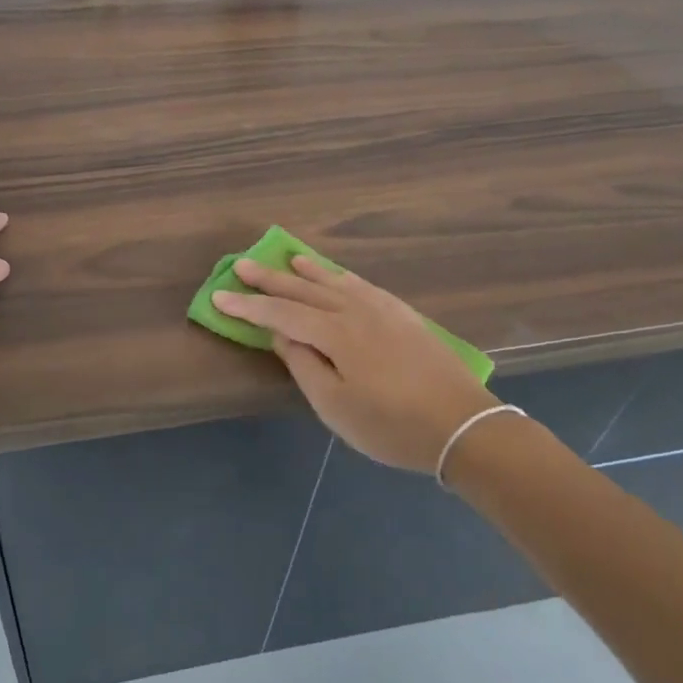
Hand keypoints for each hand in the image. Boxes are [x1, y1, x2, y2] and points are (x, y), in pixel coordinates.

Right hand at [213, 256, 497, 472]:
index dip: (247, 306)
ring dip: (306, 271)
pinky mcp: (403, 315)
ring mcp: (382, 309)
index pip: (280, 314)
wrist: (464, 425)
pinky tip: (336, 276)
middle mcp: (354, 310)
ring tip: (288, 257)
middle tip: (241, 264)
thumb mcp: (336, 407)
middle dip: (269, 278)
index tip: (218, 295)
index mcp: (335, 333)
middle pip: (303, 290)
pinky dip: (340, 276)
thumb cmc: (392, 425)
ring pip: (334, 281)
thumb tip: (282, 337)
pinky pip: (361, 284)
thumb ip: (304, 366)